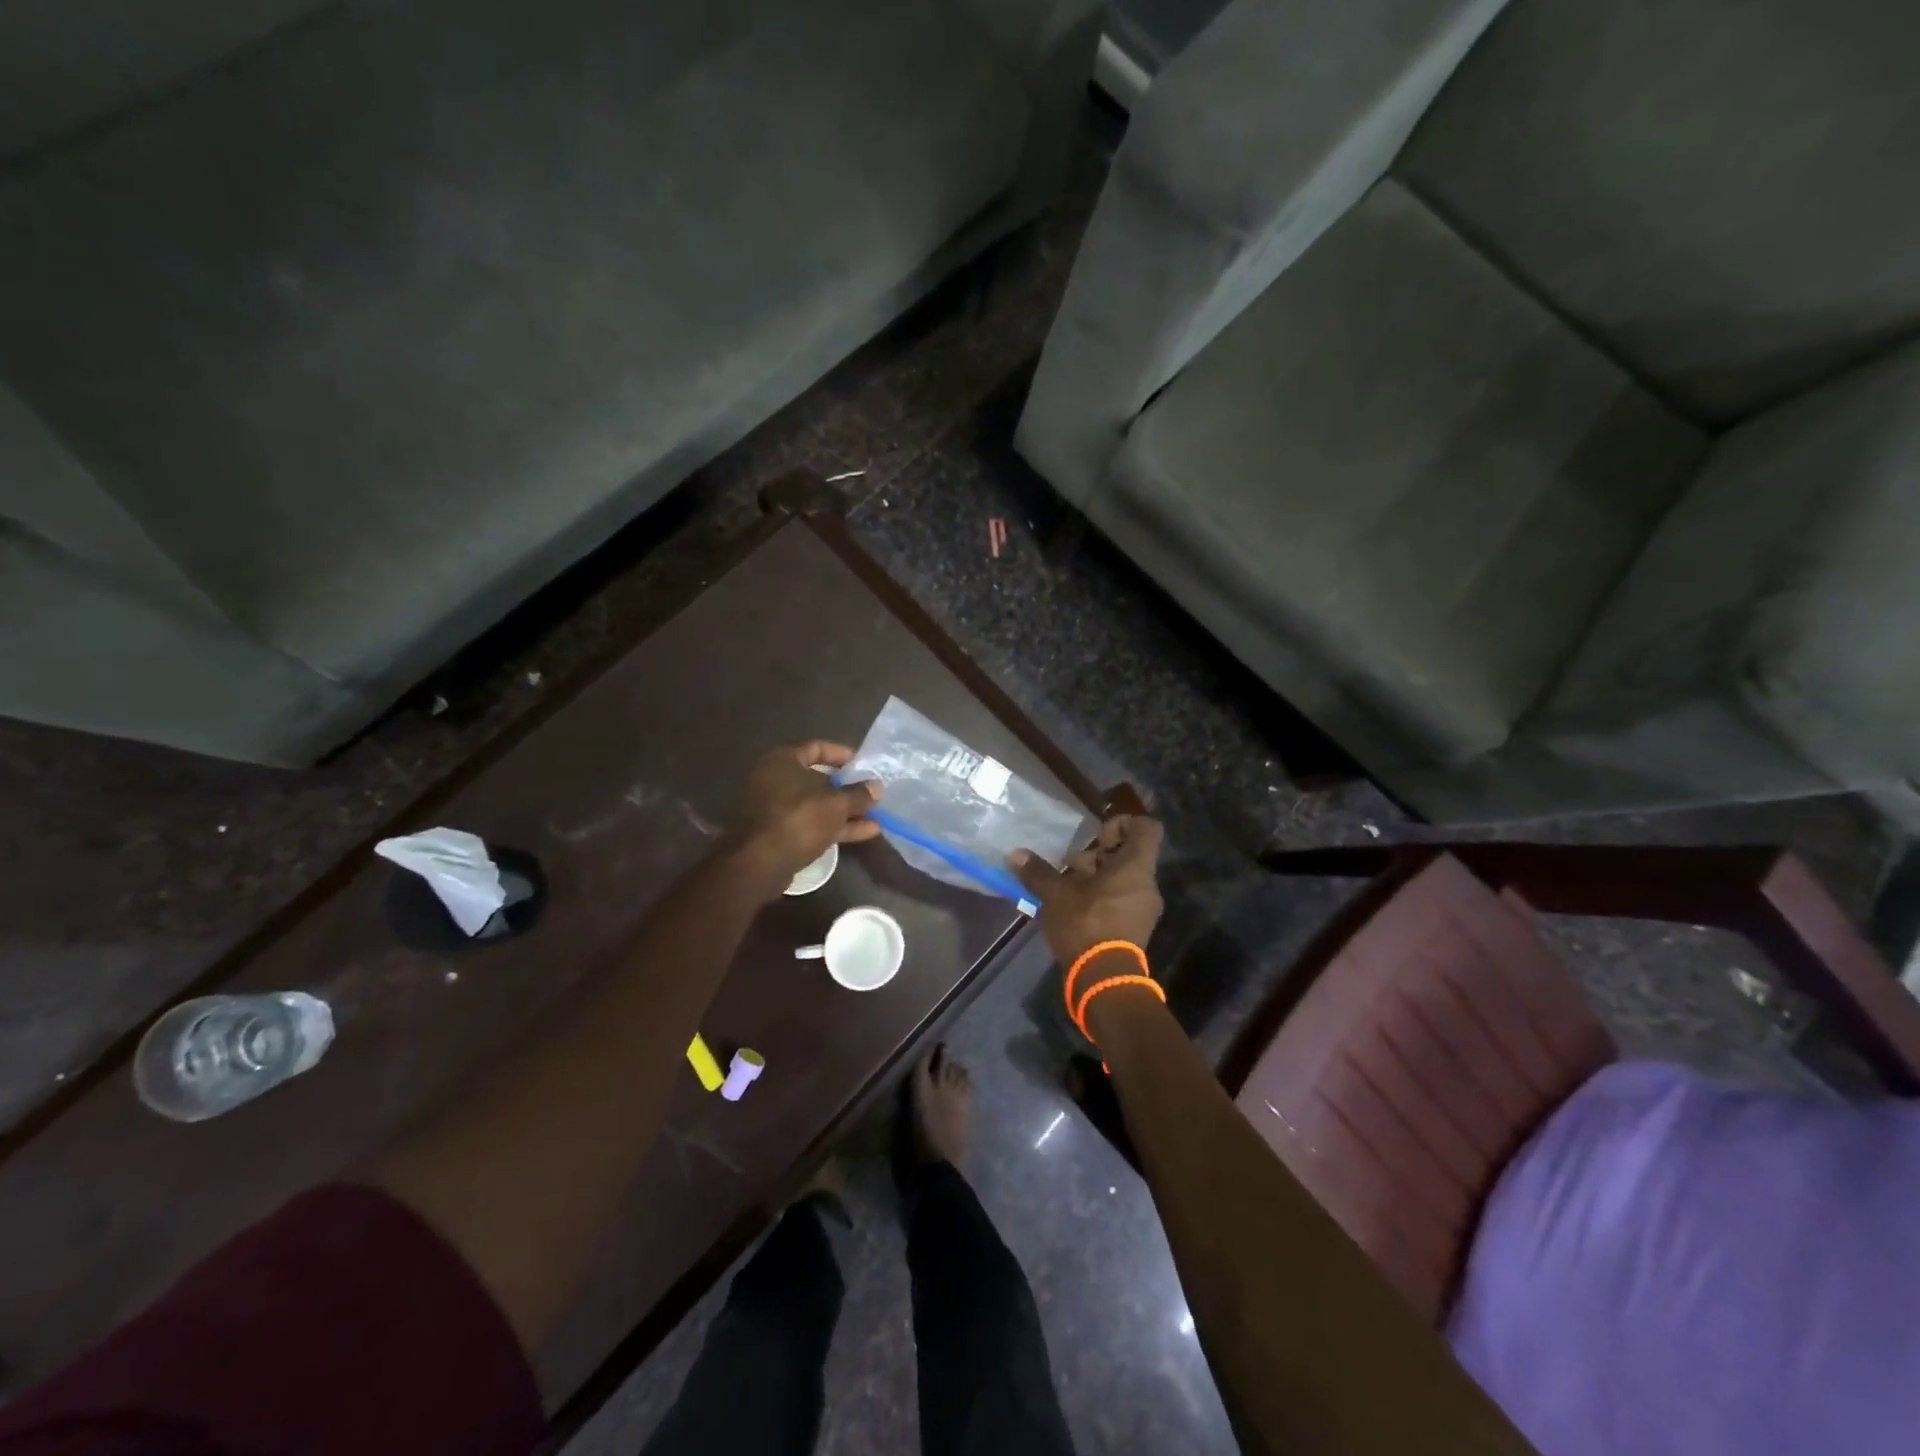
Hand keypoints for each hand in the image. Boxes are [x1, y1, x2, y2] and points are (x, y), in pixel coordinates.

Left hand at [730, 741, 881, 887]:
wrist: (760, 863)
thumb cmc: (799, 818)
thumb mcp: (836, 804)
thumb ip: (858, 794)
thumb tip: (876, 787)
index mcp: (784, 761)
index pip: (817, 747)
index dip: (842, 754)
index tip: (863, 764)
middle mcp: (776, 779)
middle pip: (817, 779)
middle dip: (847, 788)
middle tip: (871, 792)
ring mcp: (776, 808)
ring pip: (816, 805)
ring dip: (845, 811)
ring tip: (876, 816)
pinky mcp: (779, 833)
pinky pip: (811, 823)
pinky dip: (834, 826)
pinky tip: (864, 833)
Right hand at [1007, 815, 1164, 967]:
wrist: (1104, 979)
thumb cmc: (1086, 925)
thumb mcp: (1056, 895)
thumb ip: (1038, 873)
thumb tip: (1016, 854)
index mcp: (1136, 868)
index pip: (1147, 828)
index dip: (1124, 823)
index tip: (1098, 837)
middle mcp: (1146, 885)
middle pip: (1128, 856)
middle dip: (1097, 857)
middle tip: (1071, 867)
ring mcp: (1143, 909)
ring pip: (1122, 880)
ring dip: (1095, 879)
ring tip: (1065, 889)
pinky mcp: (1135, 929)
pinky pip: (1120, 901)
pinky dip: (1099, 898)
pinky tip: (1073, 909)